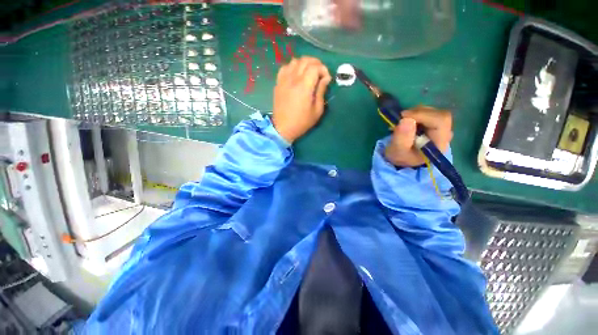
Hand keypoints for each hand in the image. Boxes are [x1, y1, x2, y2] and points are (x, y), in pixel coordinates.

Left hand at [272, 57, 331, 142]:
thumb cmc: (302, 122)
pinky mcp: (278, 83)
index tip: (327, 79)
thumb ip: (321, 92)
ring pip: (295, 61)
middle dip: (316, 63)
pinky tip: (296, 75)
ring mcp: (283, 80)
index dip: (324, 69)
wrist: (283, 128)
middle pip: (305, 60)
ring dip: (304, 64)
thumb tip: (326, 78)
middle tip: (320, 73)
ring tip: (309, 73)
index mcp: (304, 86)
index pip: (315, 67)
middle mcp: (293, 79)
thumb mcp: (317, 110)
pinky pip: (285, 67)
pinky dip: (292, 67)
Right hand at [385, 106, 452, 167]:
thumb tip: (406, 120)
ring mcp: (441, 127)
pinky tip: (406, 121)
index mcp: (439, 143)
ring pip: (432, 111)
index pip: (440, 121)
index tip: (404, 117)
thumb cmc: (401, 156)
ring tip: (401, 123)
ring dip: (415, 113)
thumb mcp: (397, 151)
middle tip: (400, 119)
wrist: (403, 158)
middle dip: (418, 114)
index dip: (423, 115)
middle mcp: (445, 133)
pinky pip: (428, 112)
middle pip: (438, 114)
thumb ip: (402, 138)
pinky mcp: (435, 123)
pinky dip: (415, 113)